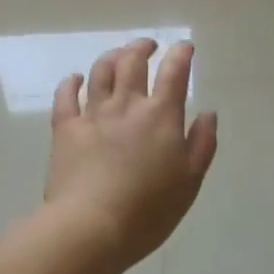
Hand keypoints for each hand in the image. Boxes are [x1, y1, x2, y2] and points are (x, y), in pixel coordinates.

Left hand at [45, 39, 218, 271]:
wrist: (91, 227)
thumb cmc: (149, 210)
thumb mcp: (190, 181)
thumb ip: (202, 144)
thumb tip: (208, 113)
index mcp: (161, 116)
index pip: (174, 72)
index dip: (181, 54)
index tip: (185, 47)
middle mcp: (127, 105)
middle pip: (132, 61)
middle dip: (142, 47)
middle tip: (149, 46)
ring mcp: (93, 114)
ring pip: (101, 71)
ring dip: (111, 57)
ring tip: (118, 56)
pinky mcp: (65, 129)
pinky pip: (66, 96)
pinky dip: (71, 82)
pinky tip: (76, 79)